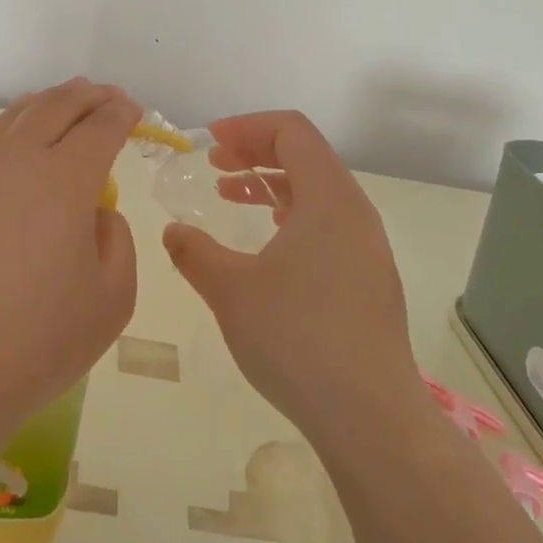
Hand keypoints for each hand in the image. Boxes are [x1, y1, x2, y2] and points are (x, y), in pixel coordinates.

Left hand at [0, 79, 140, 439]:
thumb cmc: (40, 341)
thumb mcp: (113, 298)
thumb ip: (116, 240)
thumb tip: (94, 212)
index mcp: (65, 181)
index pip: (100, 128)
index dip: (121, 114)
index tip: (133, 109)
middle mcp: (18, 161)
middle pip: (56, 107)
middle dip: (87, 96)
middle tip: (106, 96)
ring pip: (16, 116)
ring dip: (48, 102)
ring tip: (65, 101)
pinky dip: (14, 126)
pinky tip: (19, 140)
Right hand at [162, 111, 417, 451]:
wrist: (369, 415)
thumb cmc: (296, 338)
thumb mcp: (231, 290)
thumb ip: (194, 253)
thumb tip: (173, 232)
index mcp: (328, 198)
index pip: (291, 132)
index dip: (246, 127)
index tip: (208, 142)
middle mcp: (355, 212)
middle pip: (306, 156)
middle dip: (255, 152)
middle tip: (213, 165)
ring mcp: (367, 247)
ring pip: (317, 192)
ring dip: (271, 185)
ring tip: (230, 195)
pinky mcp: (368, 278)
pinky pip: (327, 224)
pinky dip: (291, 215)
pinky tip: (266, 242)